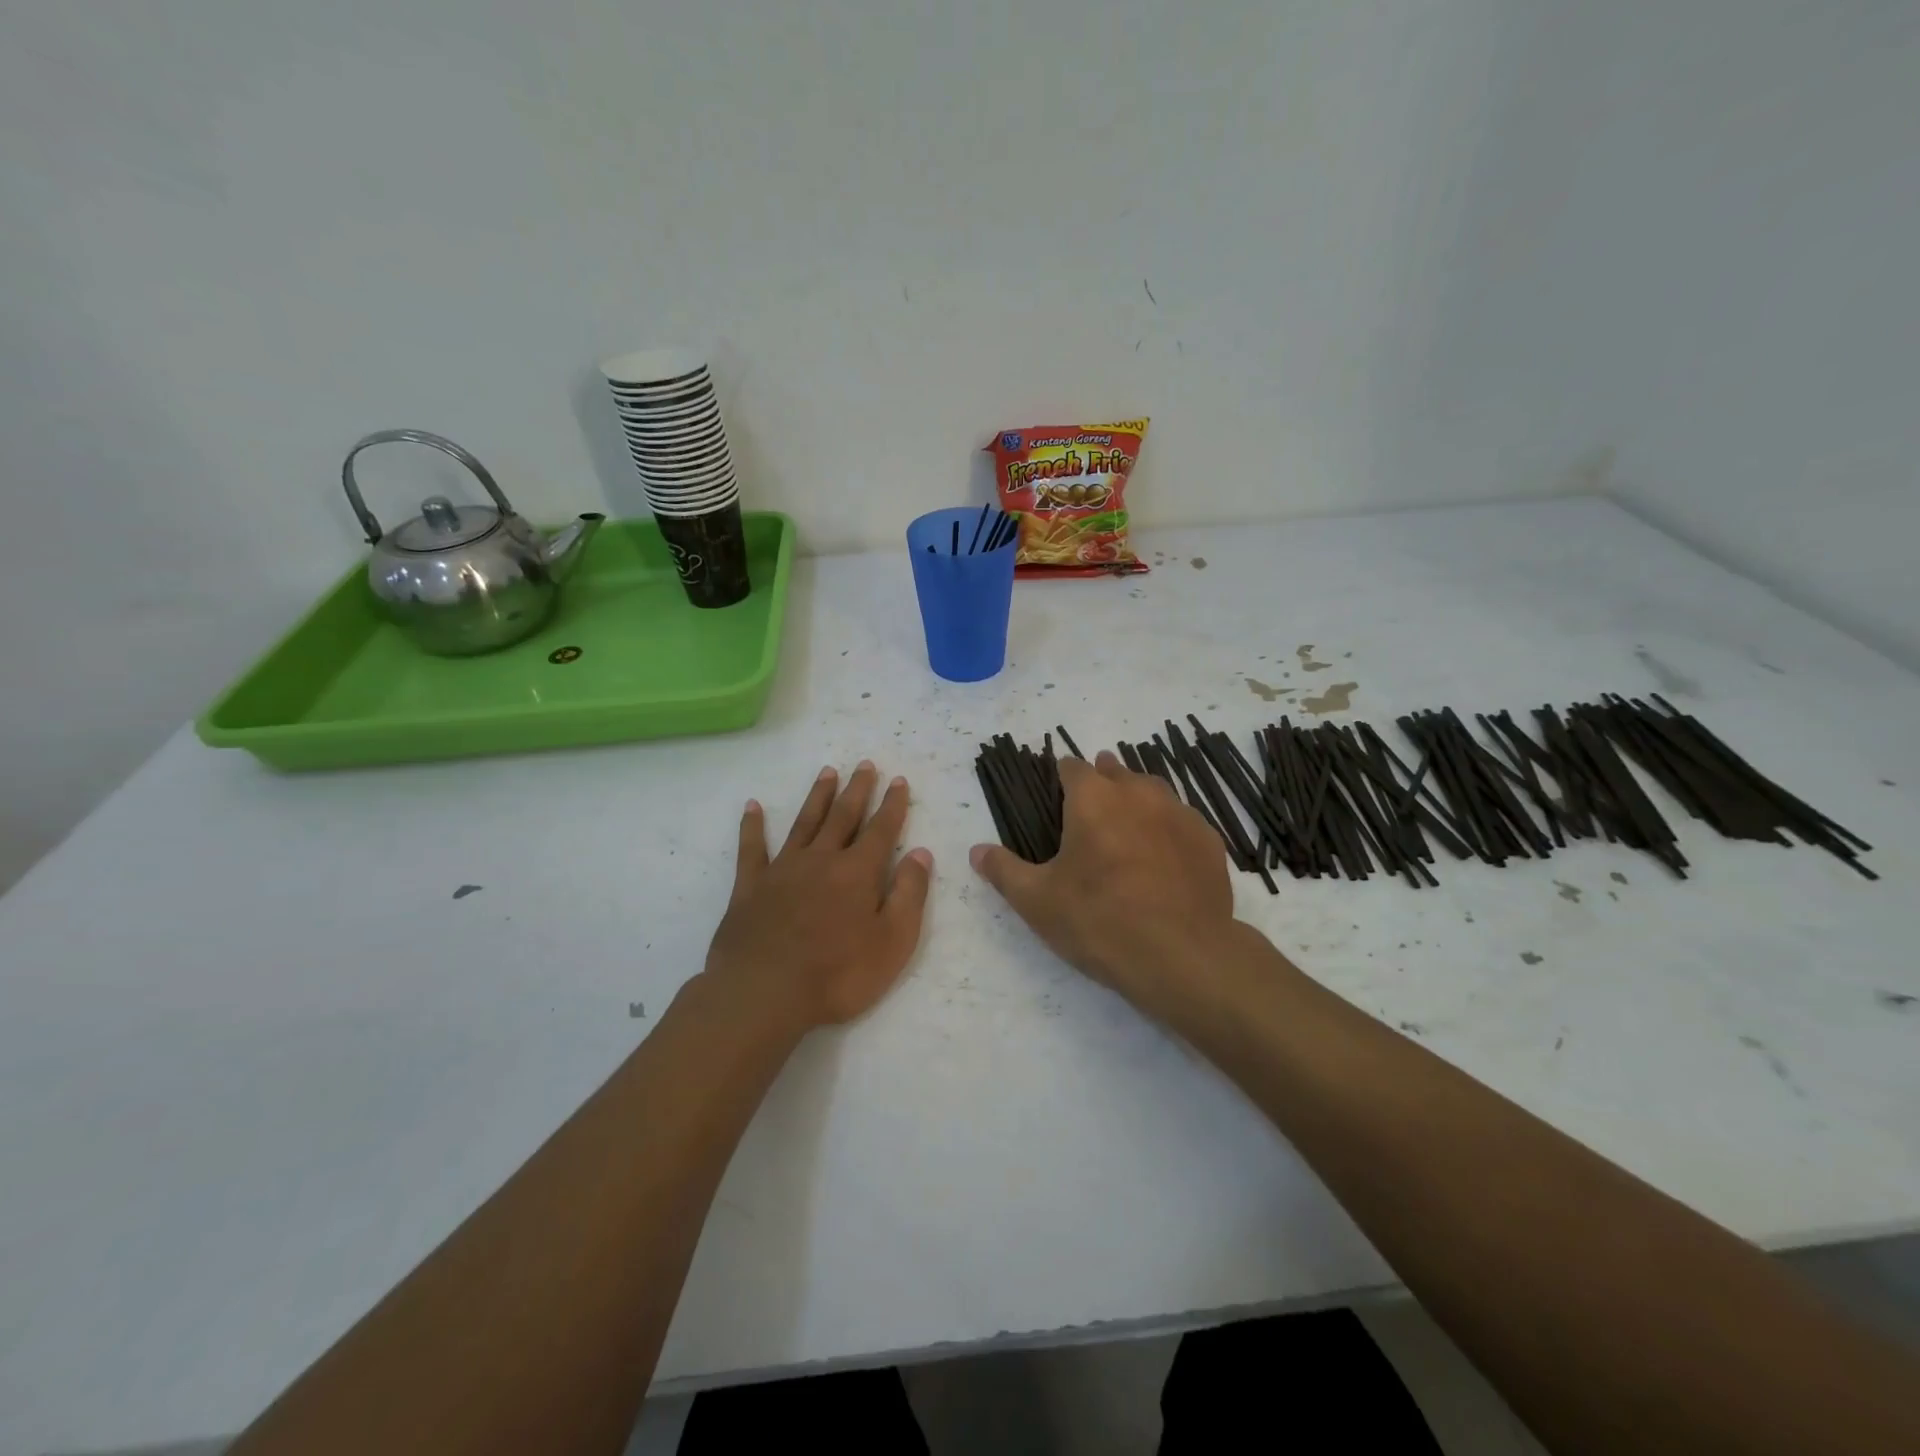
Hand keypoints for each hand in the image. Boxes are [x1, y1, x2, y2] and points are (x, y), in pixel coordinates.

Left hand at [705, 761, 932, 1032]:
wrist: (764, 992)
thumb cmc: (838, 974)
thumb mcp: (893, 941)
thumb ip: (909, 894)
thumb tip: (920, 853)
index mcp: (858, 872)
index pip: (881, 829)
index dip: (893, 804)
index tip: (898, 780)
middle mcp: (822, 859)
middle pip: (843, 816)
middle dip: (858, 789)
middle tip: (865, 764)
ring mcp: (783, 870)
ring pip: (805, 823)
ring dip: (818, 797)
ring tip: (827, 772)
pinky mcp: (750, 887)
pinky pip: (752, 849)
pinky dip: (753, 827)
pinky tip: (753, 807)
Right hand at [969, 751, 1236, 1014]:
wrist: (1183, 956)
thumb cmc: (1099, 921)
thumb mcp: (1037, 901)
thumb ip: (1004, 870)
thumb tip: (976, 851)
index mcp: (1093, 798)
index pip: (1072, 767)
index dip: (1061, 776)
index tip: (1056, 794)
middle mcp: (1138, 792)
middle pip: (1116, 771)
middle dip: (1101, 783)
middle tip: (1089, 812)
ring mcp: (1179, 813)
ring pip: (1153, 791)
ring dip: (1136, 800)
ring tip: (1127, 827)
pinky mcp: (1208, 840)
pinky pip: (1182, 821)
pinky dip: (1168, 829)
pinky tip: (1164, 857)